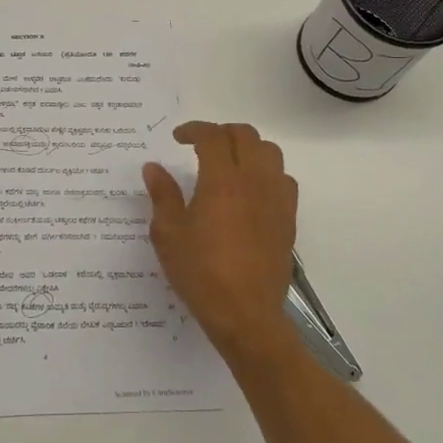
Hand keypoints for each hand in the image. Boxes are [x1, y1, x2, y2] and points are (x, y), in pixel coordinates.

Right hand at [143, 122, 297, 355]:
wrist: (246, 313)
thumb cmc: (201, 272)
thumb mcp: (169, 234)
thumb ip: (163, 195)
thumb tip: (154, 168)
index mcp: (222, 180)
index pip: (212, 136)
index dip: (194, 129)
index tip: (177, 138)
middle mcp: (254, 181)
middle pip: (246, 135)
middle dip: (221, 132)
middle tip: (201, 145)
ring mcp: (276, 199)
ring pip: (270, 152)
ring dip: (248, 148)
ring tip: (229, 162)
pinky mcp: (288, 218)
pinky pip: (284, 179)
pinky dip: (266, 172)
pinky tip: (250, 190)